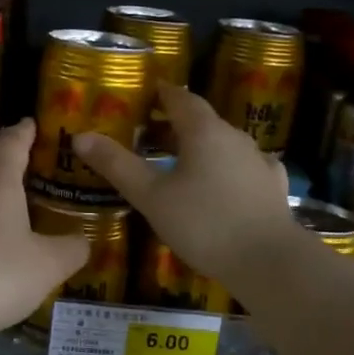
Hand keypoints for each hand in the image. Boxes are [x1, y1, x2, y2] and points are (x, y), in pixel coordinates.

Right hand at [72, 85, 297, 292]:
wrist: (268, 261)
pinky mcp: (273, 186)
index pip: (180, 98)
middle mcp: (234, 137)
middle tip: (148, 135)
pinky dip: (228, 168)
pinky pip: (246, 167)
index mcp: (203, 131)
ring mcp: (258, 161)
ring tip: (180, 162)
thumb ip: (117, 165)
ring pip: (224, 143)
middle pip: (202, 120)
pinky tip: (226, 181)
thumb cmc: (203, 224)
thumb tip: (80, 136)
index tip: (143, 95)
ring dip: (201, 146)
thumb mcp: (151, 196)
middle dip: (175, 123)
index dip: (160, 94)